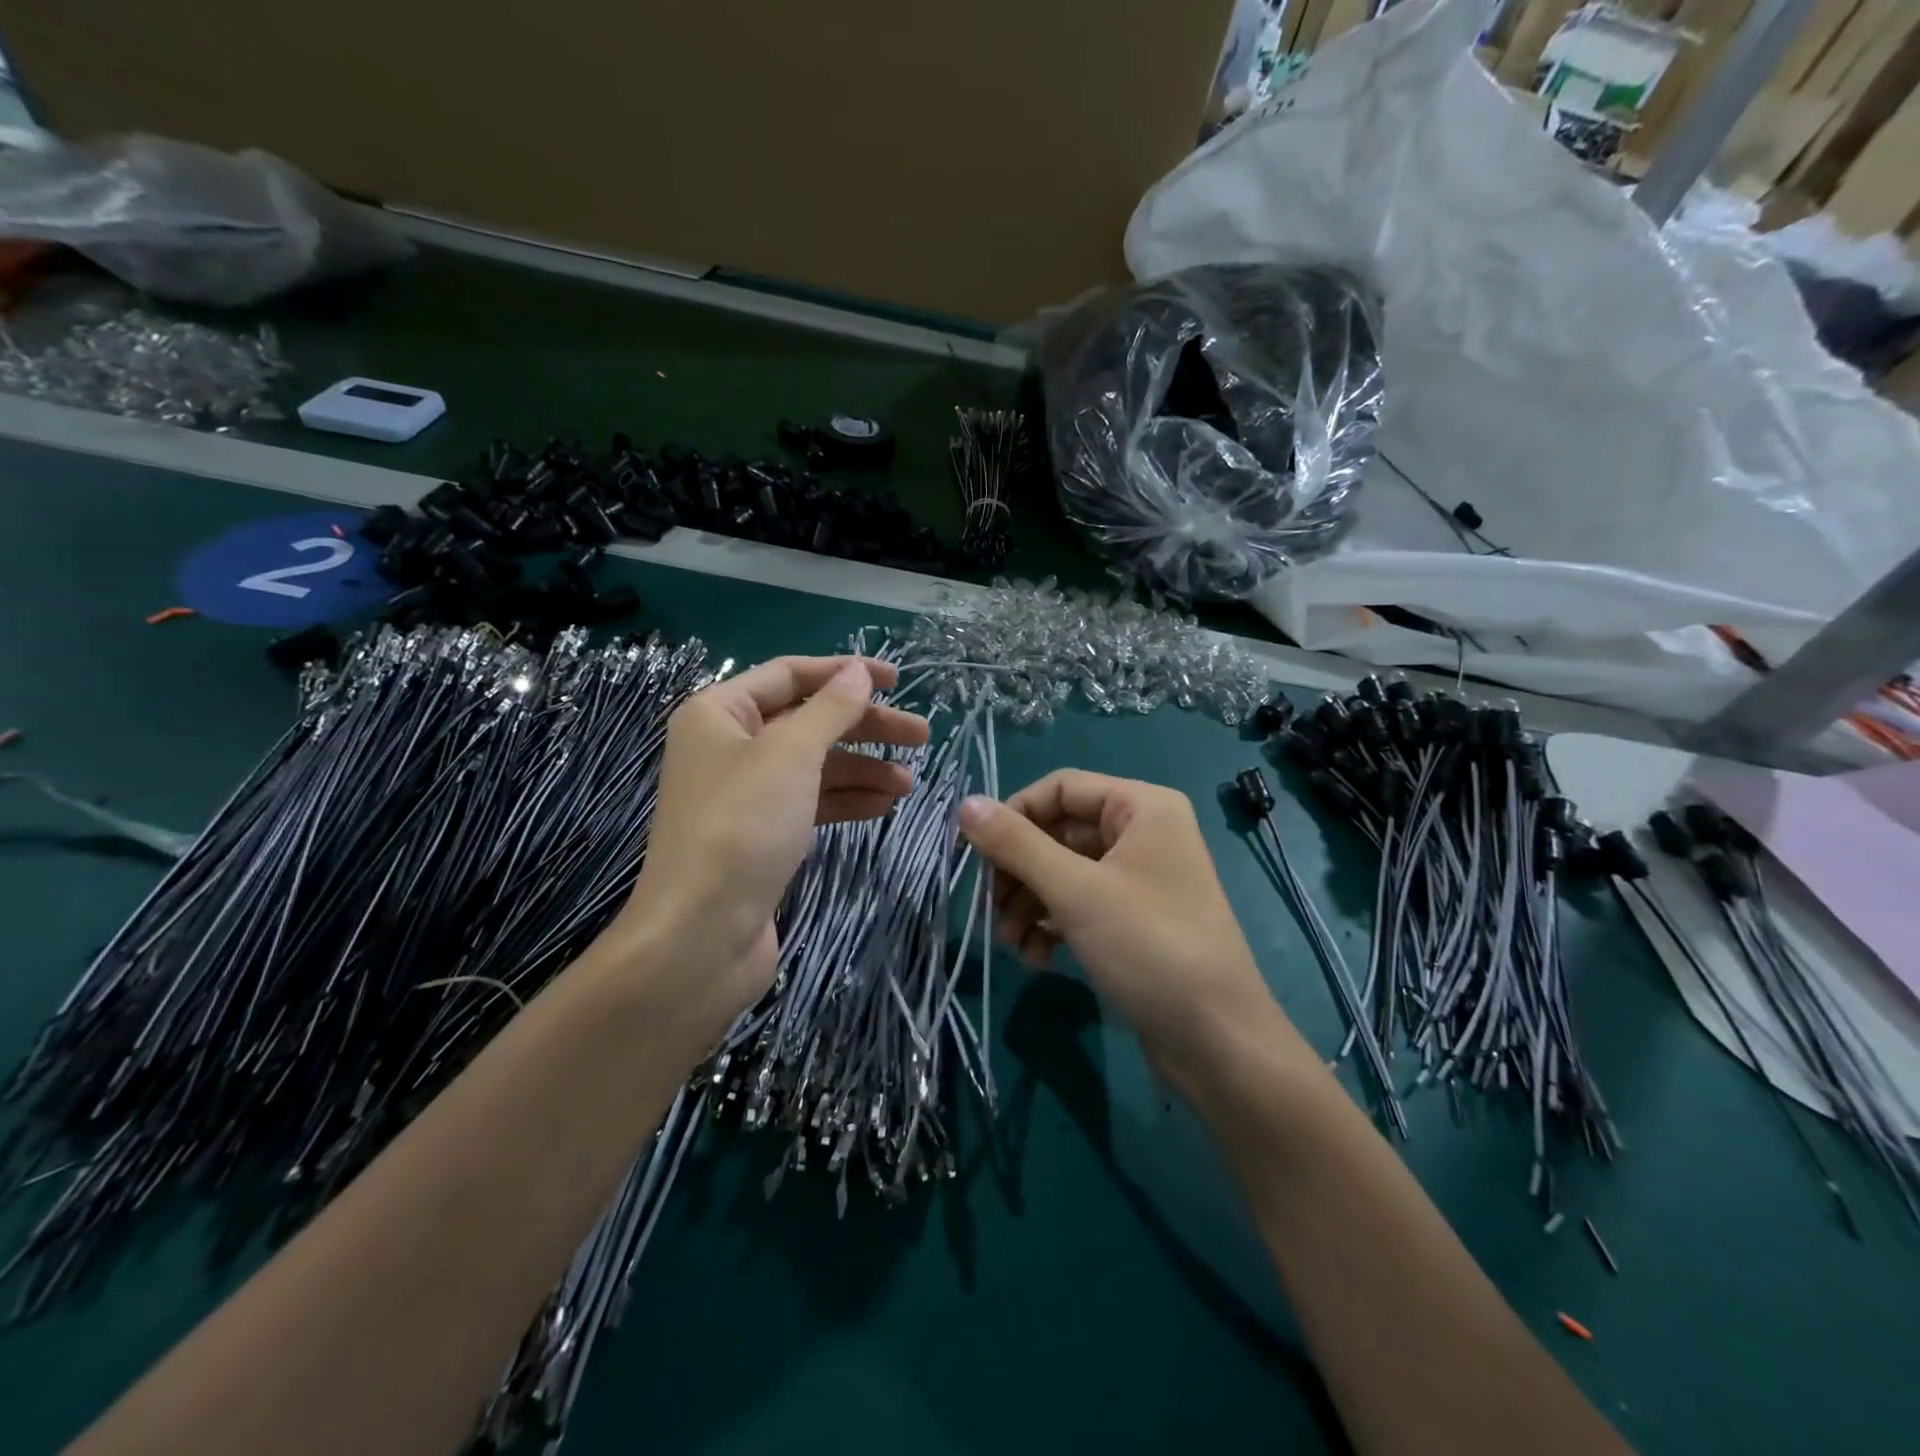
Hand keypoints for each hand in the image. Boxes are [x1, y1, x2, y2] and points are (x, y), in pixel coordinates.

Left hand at [600, 656, 928, 1045]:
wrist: (700, 935)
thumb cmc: (742, 827)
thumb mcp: (791, 754)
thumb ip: (830, 708)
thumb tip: (859, 671)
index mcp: (719, 713)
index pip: (789, 675)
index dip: (844, 672)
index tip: (898, 680)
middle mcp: (728, 747)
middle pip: (808, 721)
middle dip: (865, 726)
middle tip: (921, 736)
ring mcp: (744, 795)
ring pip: (814, 766)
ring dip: (862, 769)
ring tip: (909, 783)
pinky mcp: (760, 836)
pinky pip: (810, 803)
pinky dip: (846, 801)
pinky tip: (883, 806)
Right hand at [958, 770, 1304, 1088]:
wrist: (1218, 1043)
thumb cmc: (1149, 948)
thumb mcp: (1075, 892)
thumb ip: (1017, 845)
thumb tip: (965, 804)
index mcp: (1141, 806)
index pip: (1059, 788)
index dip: (1013, 816)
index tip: (975, 855)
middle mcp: (1143, 832)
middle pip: (1058, 832)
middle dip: (1020, 872)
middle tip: (992, 909)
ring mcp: (1140, 877)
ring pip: (1064, 872)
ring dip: (1030, 903)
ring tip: (1011, 943)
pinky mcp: (1134, 918)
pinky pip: (1081, 904)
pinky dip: (1053, 924)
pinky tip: (1037, 958)